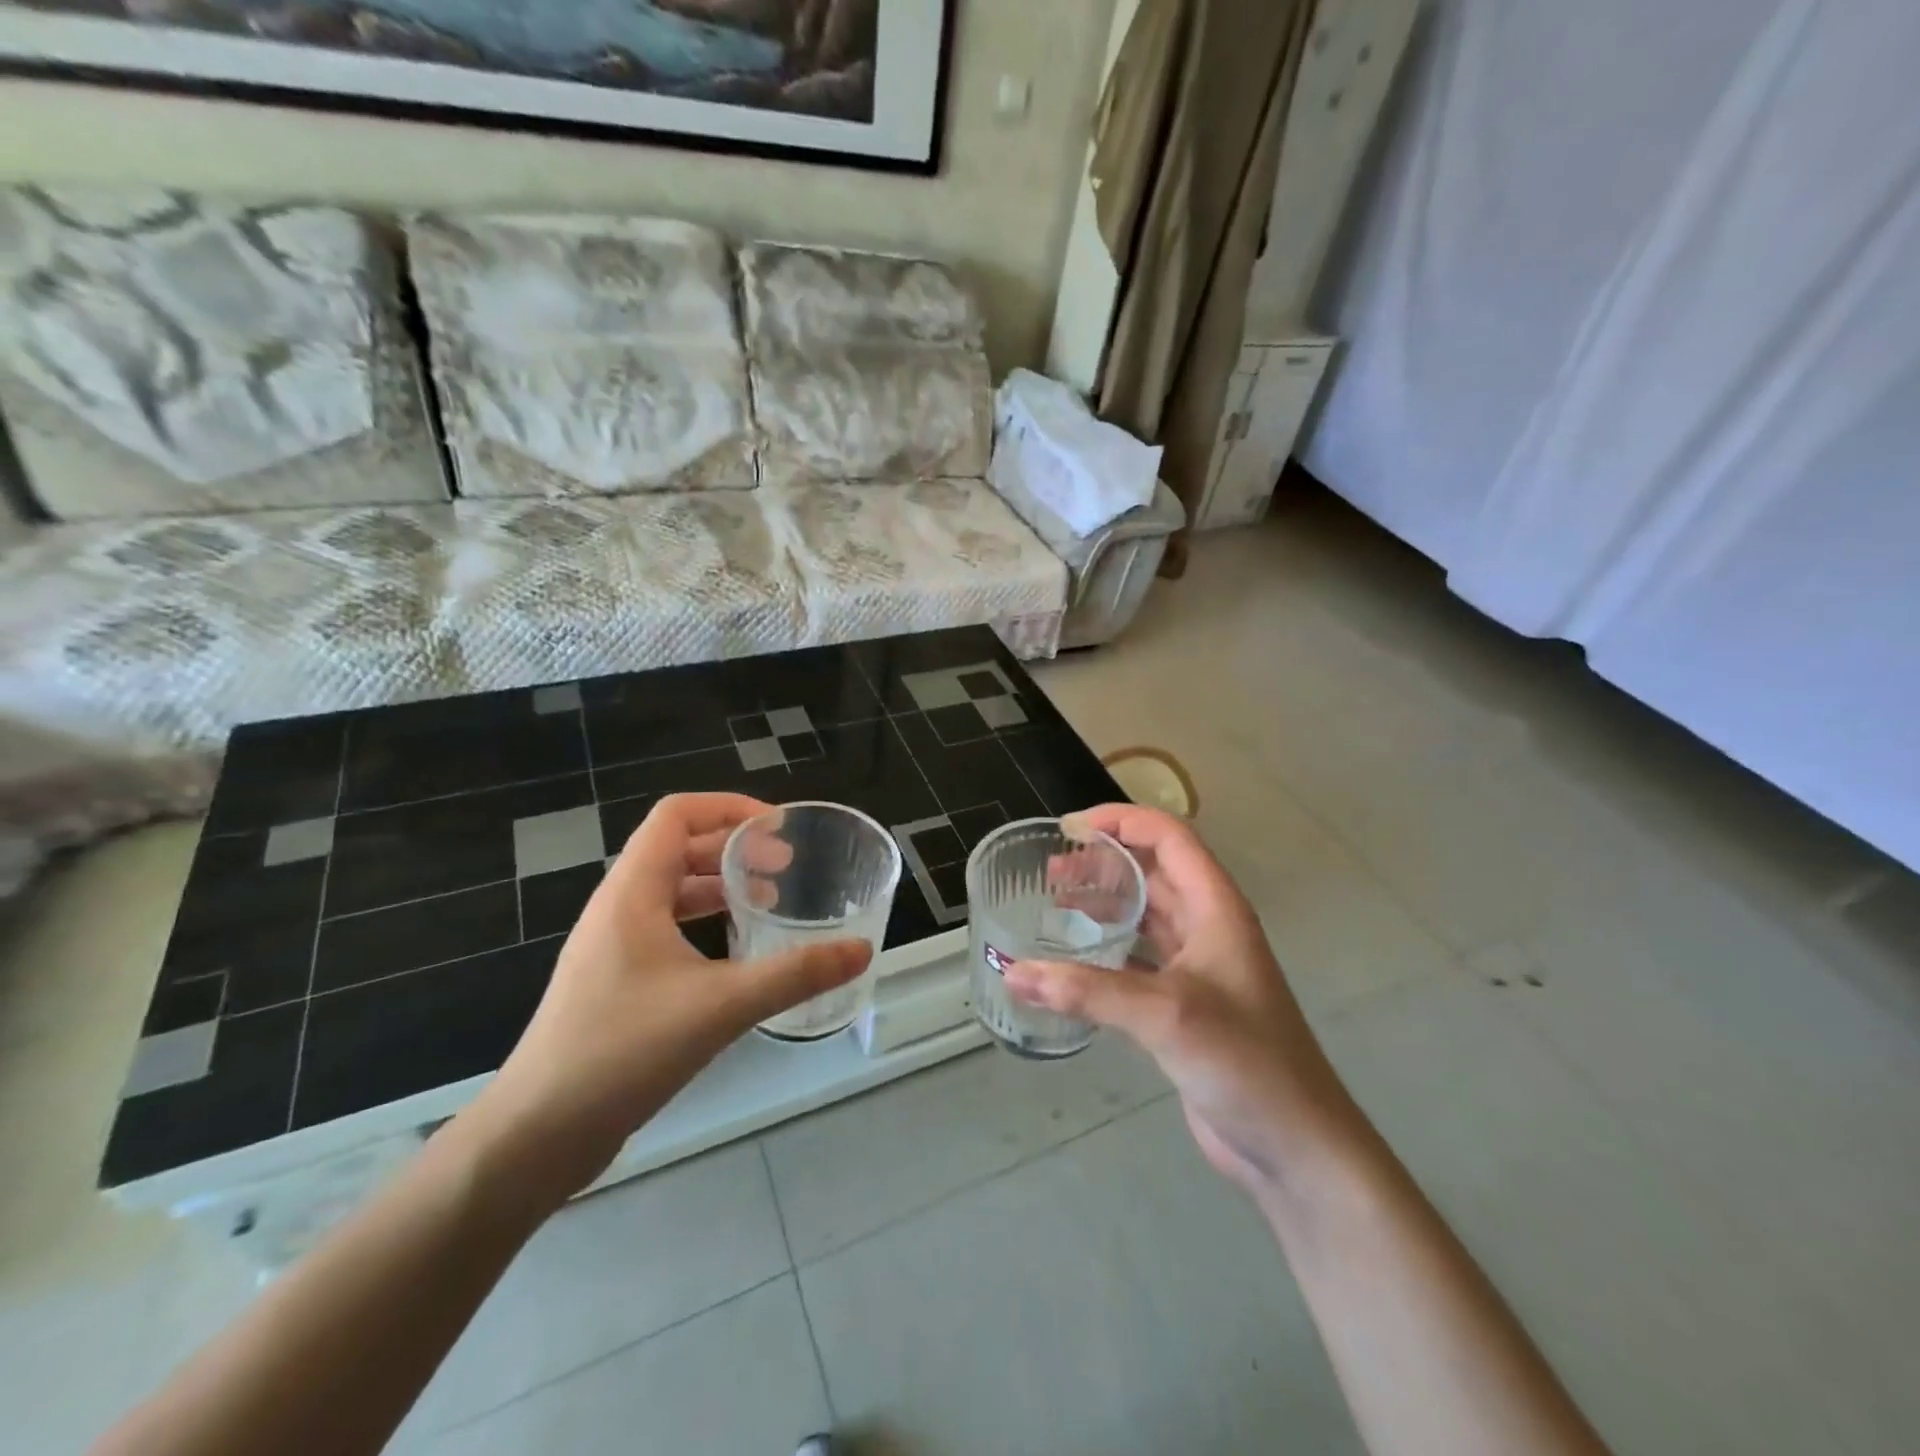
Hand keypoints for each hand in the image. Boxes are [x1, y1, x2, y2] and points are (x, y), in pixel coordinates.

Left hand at [464, 793, 870, 1207]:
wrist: (534, 1136)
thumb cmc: (622, 1051)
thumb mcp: (720, 1006)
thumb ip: (794, 974)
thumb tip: (860, 950)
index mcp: (632, 892)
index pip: (677, 815)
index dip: (729, 808)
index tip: (779, 829)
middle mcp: (618, 907)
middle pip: (677, 848)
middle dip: (734, 847)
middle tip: (787, 865)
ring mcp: (612, 946)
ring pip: (672, 890)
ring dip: (720, 885)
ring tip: (770, 901)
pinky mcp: (615, 981)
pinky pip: (666, 928)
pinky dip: (705, 923)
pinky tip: (736, 955)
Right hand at [1004, 805, 1347, 1195]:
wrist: (1294, 1146)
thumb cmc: (1244, 1062)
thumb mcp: (1165, 1014)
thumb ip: (1086, 992)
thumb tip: (1013, 973)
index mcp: (1216, 908)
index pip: (1168, 837)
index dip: (1121, 821)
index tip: (1069, 828)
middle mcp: (1208, 927)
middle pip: (1152, 872)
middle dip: (1103, 863)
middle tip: (1049, 873)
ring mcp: (1198, 968)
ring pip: (1145, 915)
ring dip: (1104, 904)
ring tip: (1054, 906)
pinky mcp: (1184, 1005)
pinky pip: (1138, 959)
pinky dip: (1106, 951)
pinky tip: (1073, 962)